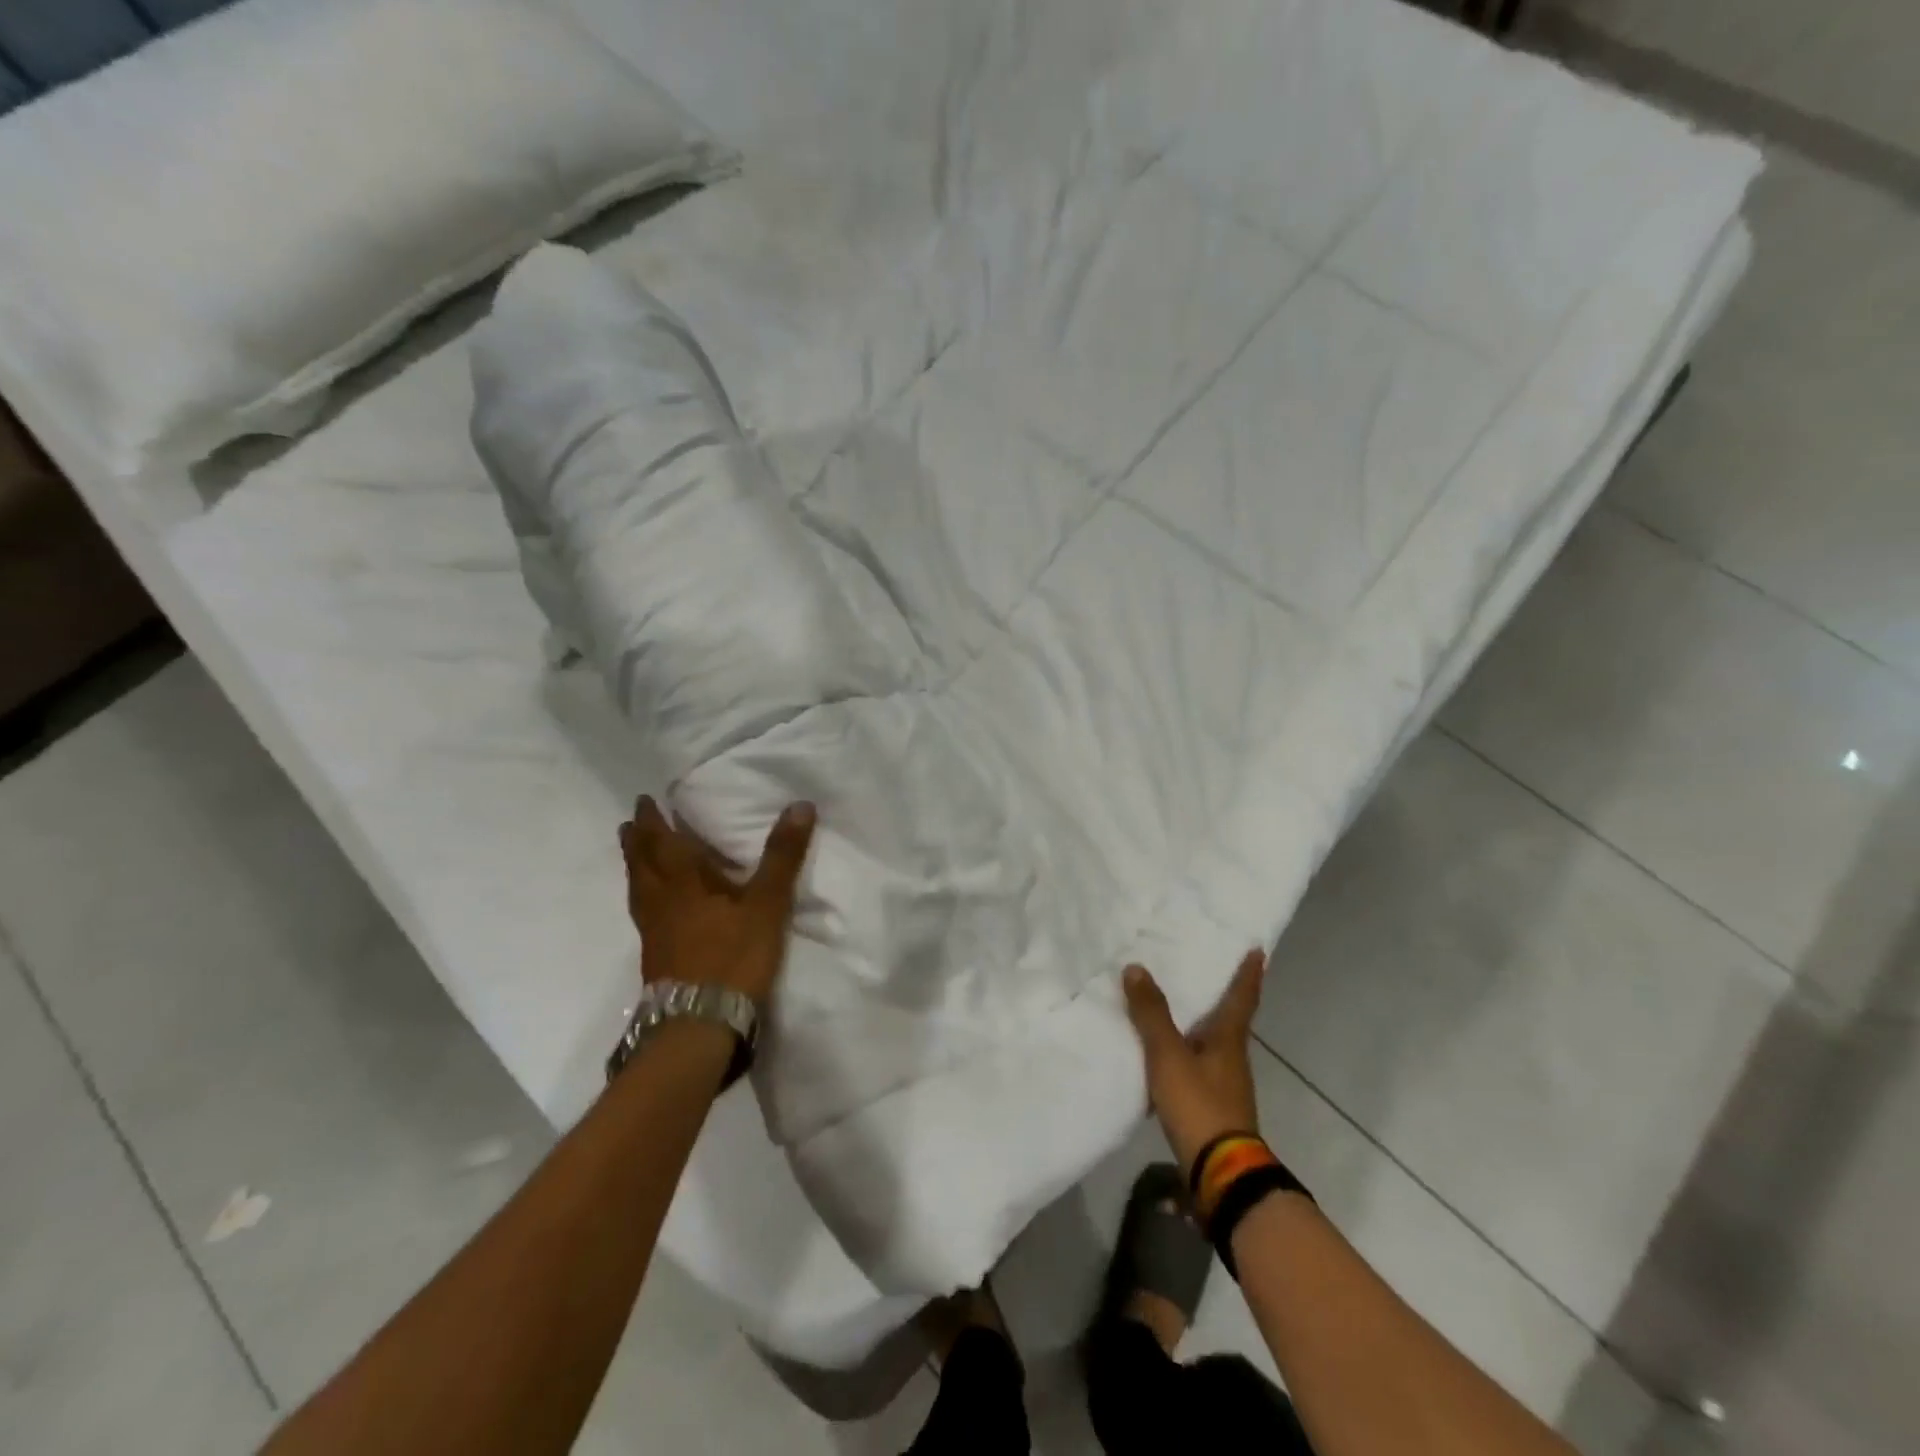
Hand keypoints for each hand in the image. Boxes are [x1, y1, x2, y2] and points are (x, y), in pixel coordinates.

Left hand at [619, 796, 816, 1005]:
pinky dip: (645, 897)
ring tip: (637, 857)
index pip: (662, 843)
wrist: (699, 1023)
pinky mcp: (656, 957)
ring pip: (639, 891)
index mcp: (682, 883)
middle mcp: (660, 902)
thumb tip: (800, 805)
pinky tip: (656, 907)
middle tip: (630, 823)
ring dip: (636, 868)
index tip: (644, 800)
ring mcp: (654, 932)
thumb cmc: (732, 957)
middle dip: (637, 841)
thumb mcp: (767, 903)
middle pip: (641, 865)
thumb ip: (781, 856)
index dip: (653, 821)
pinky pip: (644, 913)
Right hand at [1122, 950, 1266, 1176]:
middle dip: (1221, 996)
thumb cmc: (1199, 1105)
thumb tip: (1136, 967)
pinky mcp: (1212, 1108)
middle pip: (1229, 1019)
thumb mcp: (1168, 1056)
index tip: (1257, 950)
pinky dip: (1185, 1053)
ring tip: (1176, 1008)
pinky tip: (1165, 1056)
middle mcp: (1232, 1058)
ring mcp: (1225, 1086)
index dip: (1248, 974)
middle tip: (1206, 969)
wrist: (1220, 1174)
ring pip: (1212, 1044)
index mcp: (1228, 1040)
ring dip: (1200, 1025)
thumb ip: (1151, 1014)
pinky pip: (1198, 1067)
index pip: (1241, 998)